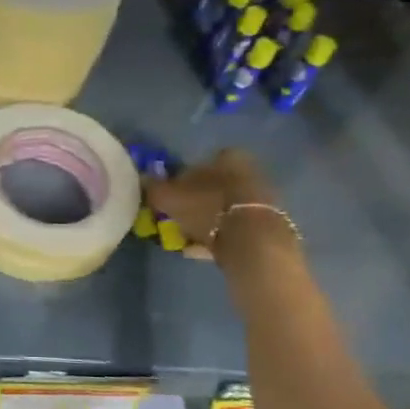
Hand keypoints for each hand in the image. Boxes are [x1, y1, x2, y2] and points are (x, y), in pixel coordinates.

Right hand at [143, 150, 295, 266]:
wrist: (253, 242)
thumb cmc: (208, 208)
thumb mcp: (170, 197)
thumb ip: (154, 187)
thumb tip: (143, 179)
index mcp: (228, 158)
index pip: (199, 163)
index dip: (180, 180)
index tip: (169, 197)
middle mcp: (249, 172)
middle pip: (213, 186)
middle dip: (194, 201)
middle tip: (175, 218)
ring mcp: (260, 200)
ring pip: (223, 208)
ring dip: (205, 221)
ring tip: (185, 238)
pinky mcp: (266, 226)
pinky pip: (234, 229)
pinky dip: (217, 237)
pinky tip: (199, 251)